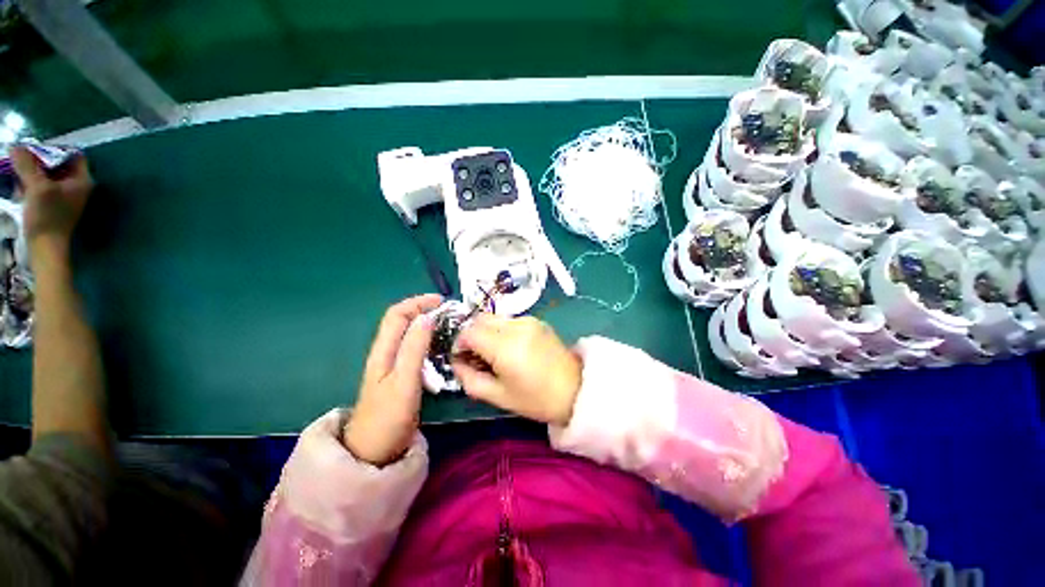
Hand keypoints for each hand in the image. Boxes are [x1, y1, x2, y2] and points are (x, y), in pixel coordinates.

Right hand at [9, 146, 92, 257]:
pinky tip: (19, 189)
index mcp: (82, 180)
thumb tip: (17, 146)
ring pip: (46, 174)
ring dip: (31, 172)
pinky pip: (41, 186)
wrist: (46, 248)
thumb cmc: (47, 216)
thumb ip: (27, 165)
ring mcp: (65, 195)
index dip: (53, 148)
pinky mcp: (52, 204)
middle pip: (57, 163)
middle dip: (38, 160)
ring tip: (17, 174)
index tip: (34, 149)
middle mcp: (77, 185)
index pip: (71, 153)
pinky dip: (30, 184)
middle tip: (20, 160)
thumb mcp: (37, 186)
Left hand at [343, 294, 442, 465]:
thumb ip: (414, 349)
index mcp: (384, 350)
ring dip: (428, 324)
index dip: (418, 303)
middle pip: (403, 321)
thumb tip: (427, 318)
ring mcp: (393, 365)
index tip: (442, 302)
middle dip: (425, 310)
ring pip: (410, 334)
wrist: (373, 452)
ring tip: (449, 326)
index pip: (397, 314)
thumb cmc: (388, 417)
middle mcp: (386, 353)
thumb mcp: (404, 381)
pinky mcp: (401, 375)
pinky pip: (415, 349)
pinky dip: (429, 340)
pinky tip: (441, 347)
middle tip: (450, 314)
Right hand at [452, 315, 581, 425]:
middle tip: (476, 357)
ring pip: (494, 318)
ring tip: (493, 354)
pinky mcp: (537, 320)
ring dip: (486, 332)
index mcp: (505, 347)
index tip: (461, 359)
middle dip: (471, 336)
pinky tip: (510, 348)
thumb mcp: (498, 397)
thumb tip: (456, 363)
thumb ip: (469, 379)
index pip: (469, 332)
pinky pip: (509, 320)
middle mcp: (516, 326)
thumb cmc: (536, 399)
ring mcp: (528, 320)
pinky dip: (501, 330)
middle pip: (479, 320)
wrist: (575, 389)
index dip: (459, 344)